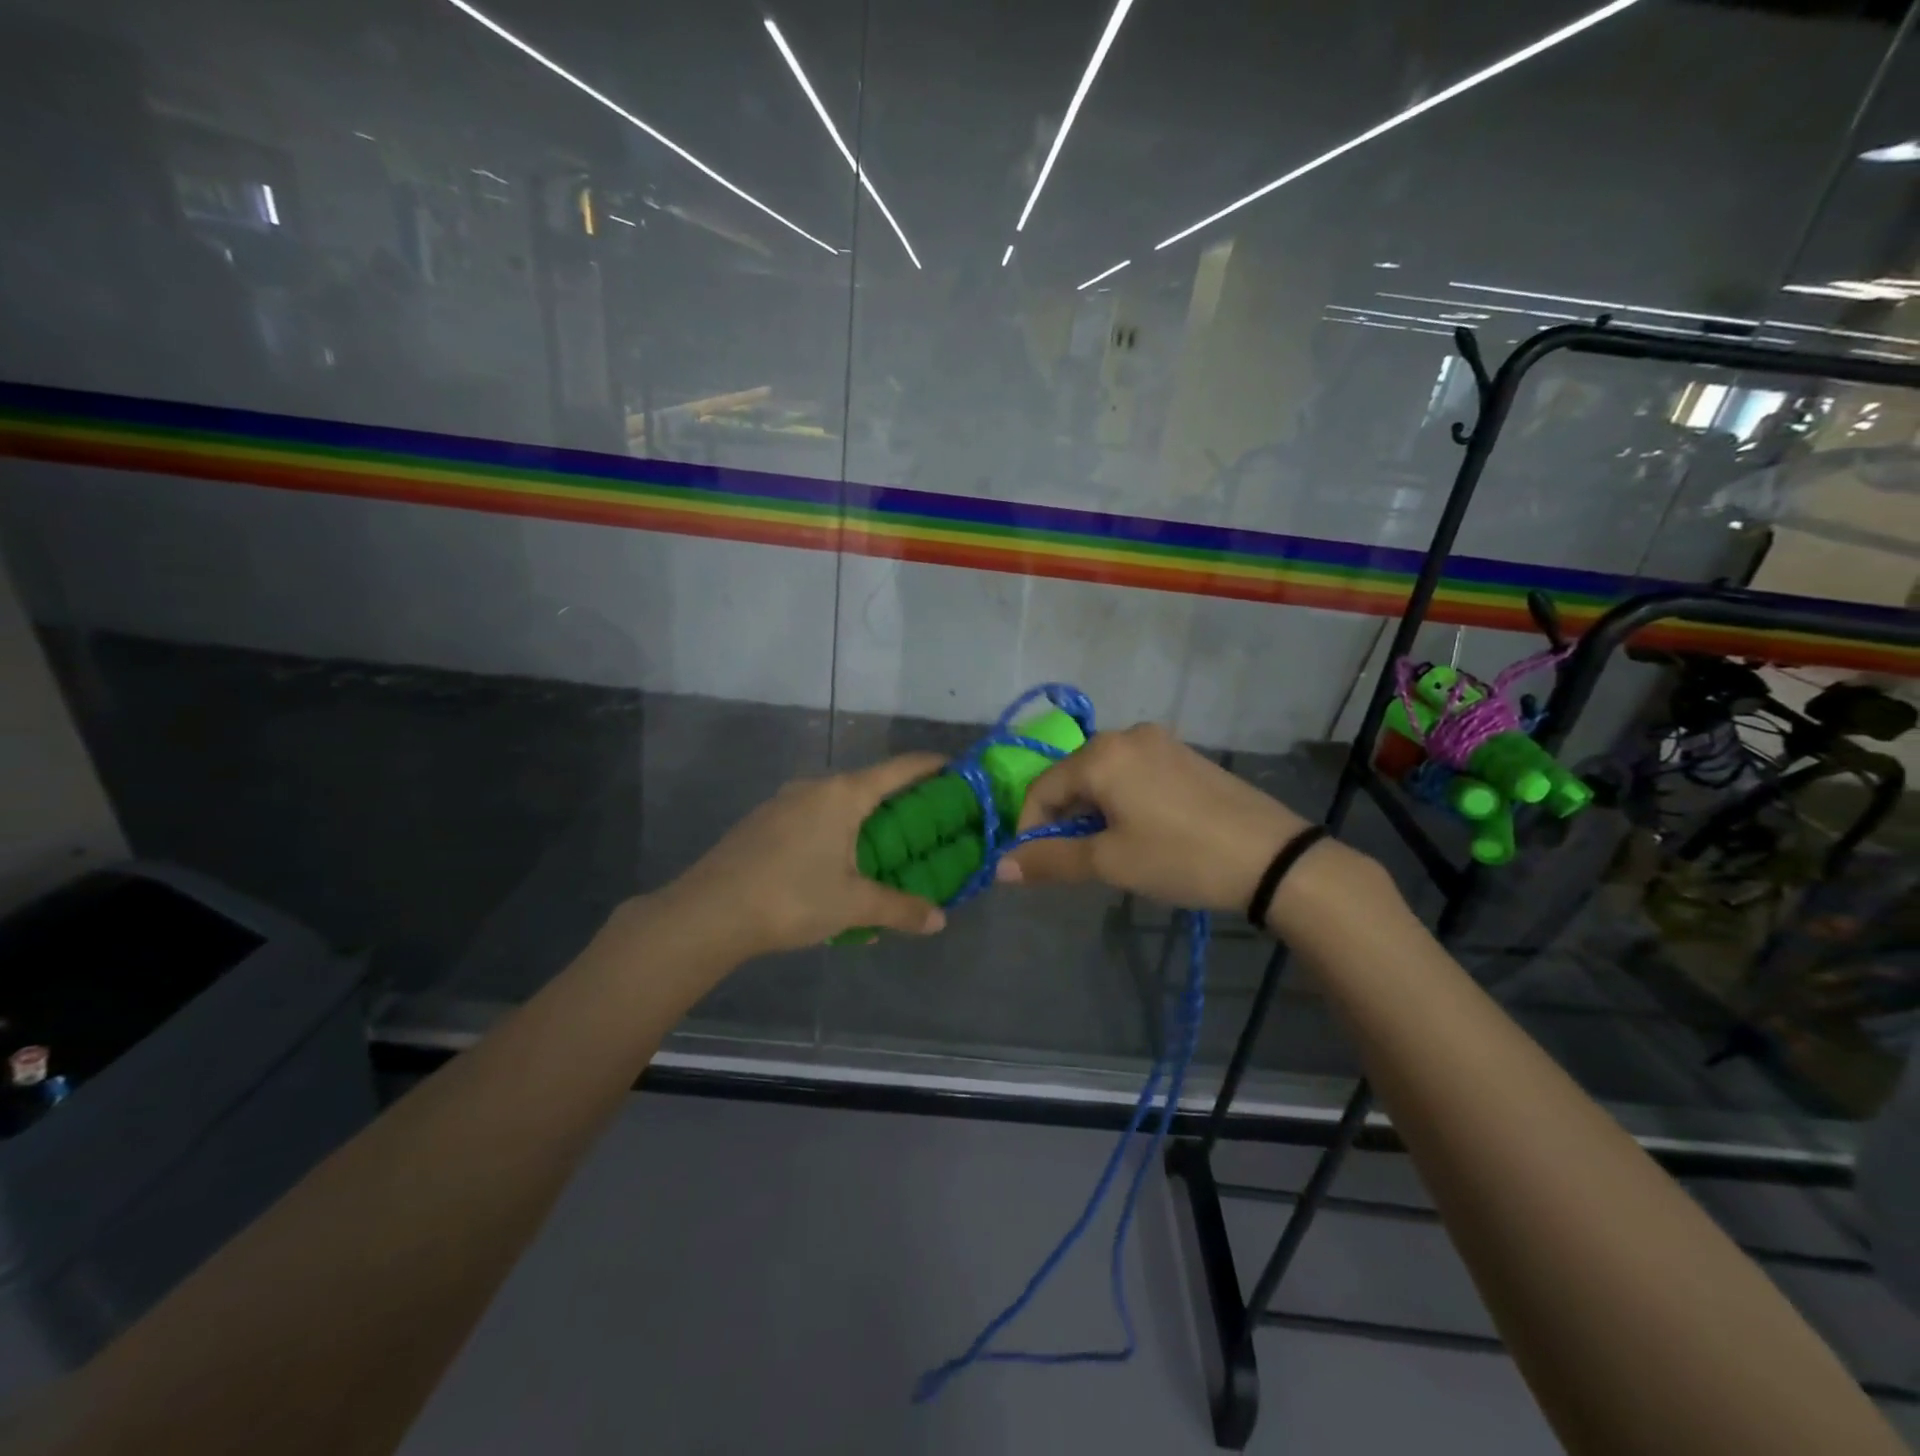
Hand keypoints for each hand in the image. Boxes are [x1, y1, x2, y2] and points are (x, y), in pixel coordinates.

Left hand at [665, 753, 950, 957]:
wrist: (708, 913)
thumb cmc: (791, 897)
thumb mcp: (853, 906)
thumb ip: (900, 910)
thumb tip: (939, 920)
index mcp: (843, 794)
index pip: (899, 769)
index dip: (931, 766)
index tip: (956, 769)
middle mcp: (814, 787)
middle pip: (869, 784)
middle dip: (899, 802)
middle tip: (926, 825)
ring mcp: (783, 802)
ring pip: (837, 803)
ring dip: (863, 821)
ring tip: (882, 852)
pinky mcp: (762, 823)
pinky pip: (811, 819)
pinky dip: (834, 834)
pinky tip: (833, 870)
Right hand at [1000, 724, 1311, 913]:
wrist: (1272, 857)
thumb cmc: (1180, 857)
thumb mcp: (1110, 863)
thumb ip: (1050, 860)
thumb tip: (1000, 867)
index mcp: (1100, 754)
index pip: (1041, 788)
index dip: (1029, 827)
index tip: (1033, 863)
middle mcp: (1125, 735)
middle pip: (1071, 777)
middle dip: (1062, 818)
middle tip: (1073, 859)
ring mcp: (1159, 741)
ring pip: (1103, 774)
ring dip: (1092, 809)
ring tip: (1107, 848)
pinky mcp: (1184, 754)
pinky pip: (1133, 772)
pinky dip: (1121, 799)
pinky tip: (1139, 829)